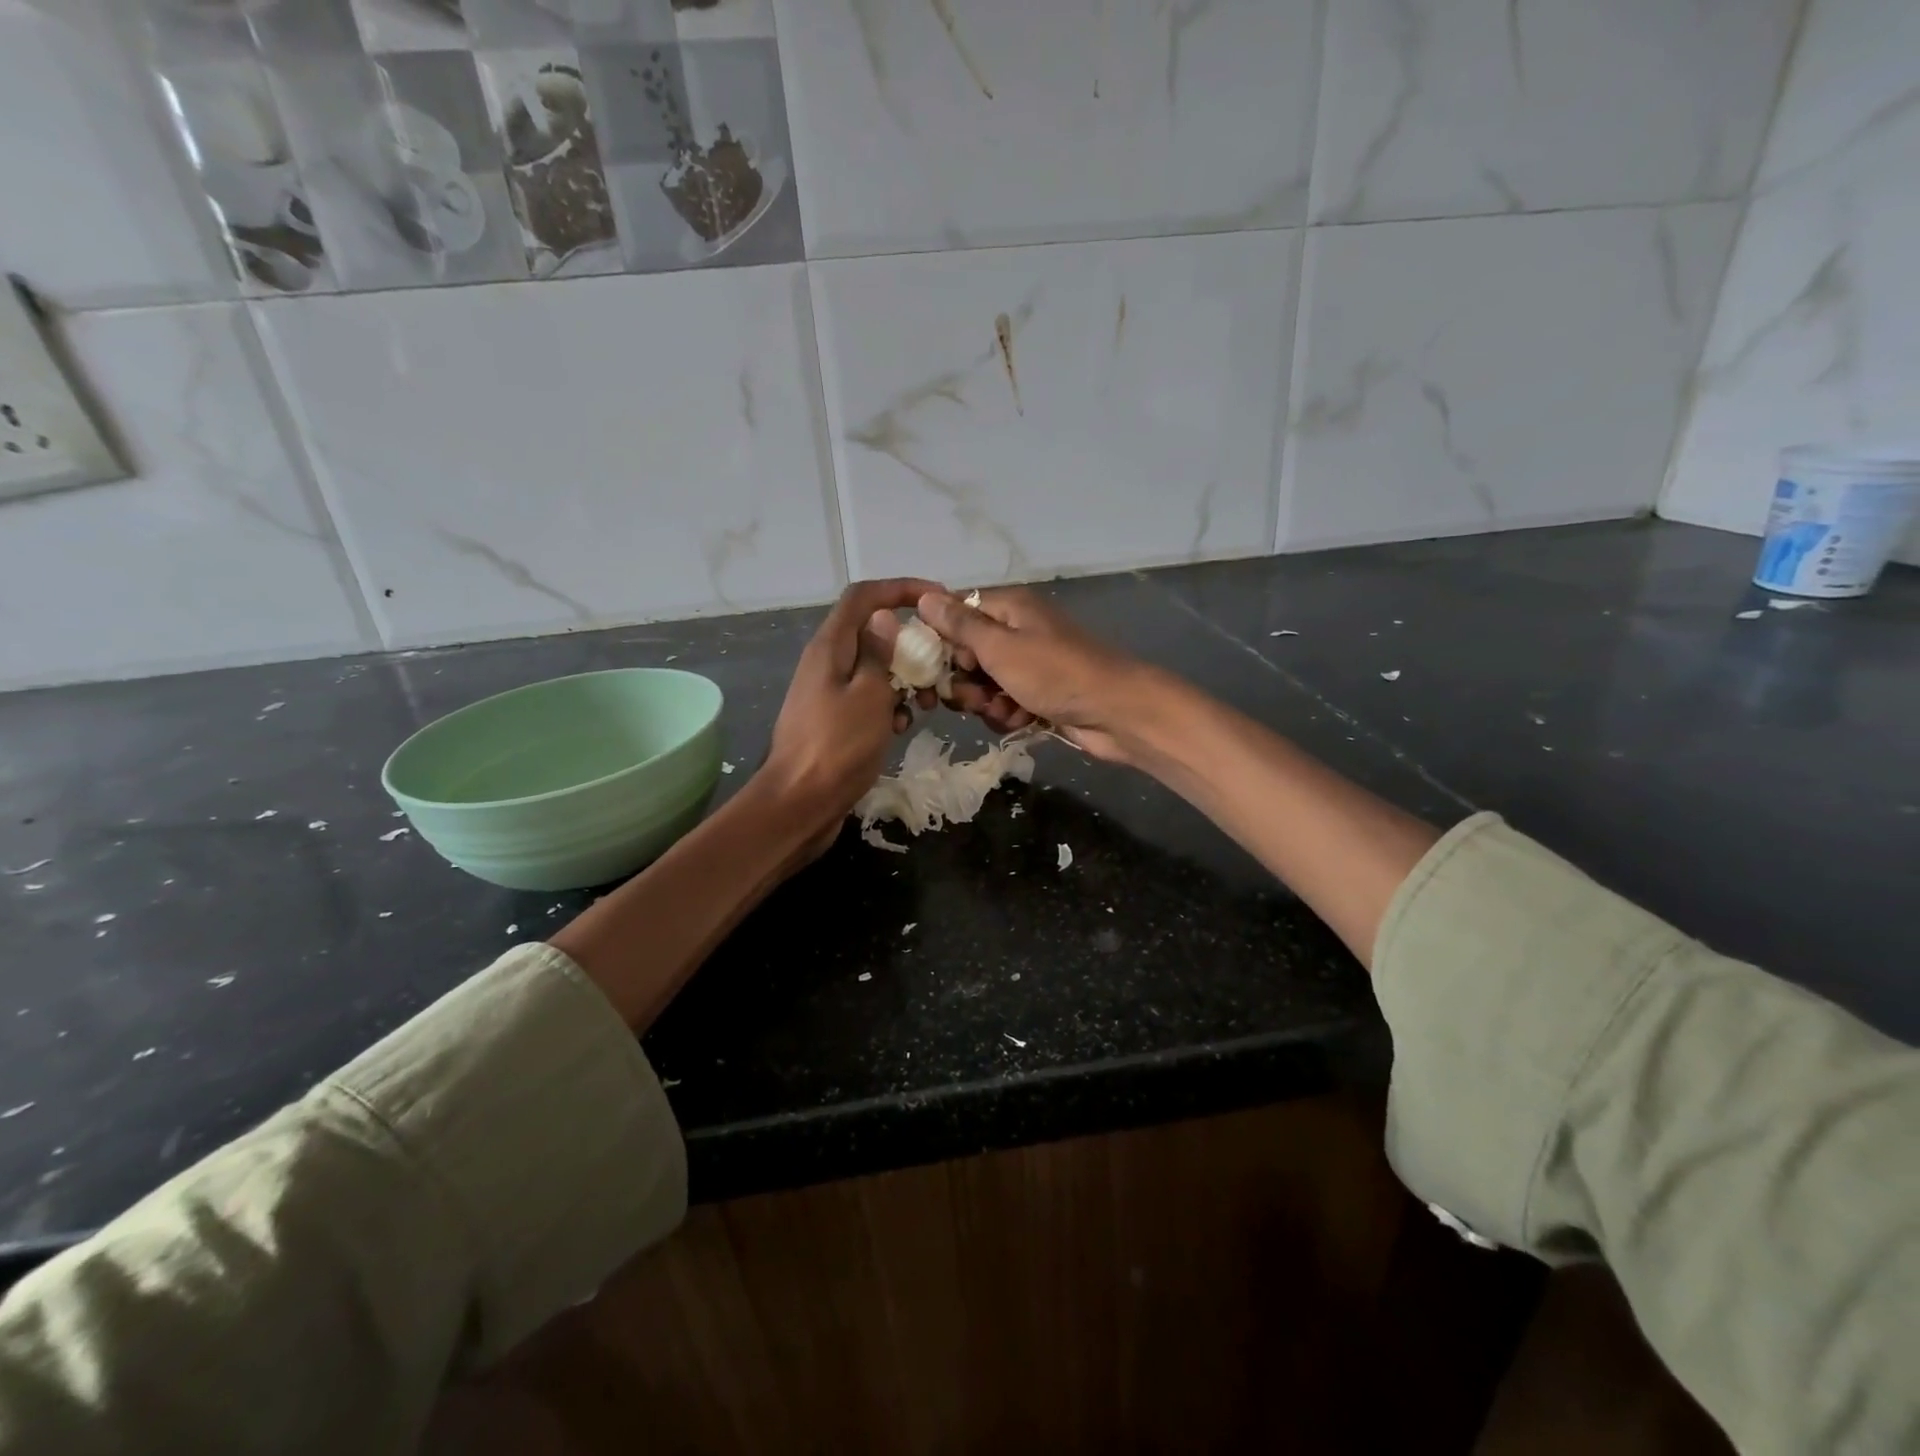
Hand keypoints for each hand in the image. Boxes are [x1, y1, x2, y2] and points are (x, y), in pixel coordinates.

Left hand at [759, 577, 942, 851]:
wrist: (799, 804)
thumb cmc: (837, 747)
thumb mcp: (869, 695)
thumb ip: (879, 653)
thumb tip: (885, 617)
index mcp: (831, 646)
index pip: (864, 596)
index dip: (900, 588)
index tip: (937, 599)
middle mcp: (827, 661)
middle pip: (873, 632)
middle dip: (910, 644)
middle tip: (940, 664)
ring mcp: (829, 691)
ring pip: (875, 669)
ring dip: (904, 680)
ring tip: (927, 703)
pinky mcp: (834, 719)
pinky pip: (868, 698)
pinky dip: (889, 705)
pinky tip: (902, 728)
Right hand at [916, 587, 1154, 763]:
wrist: (1115, 712)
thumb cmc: (1055, 673)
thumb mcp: (1000, 647)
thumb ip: (960, 625)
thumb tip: (924, 596)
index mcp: (1008, 609)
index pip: (956, 614)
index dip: (942, 640)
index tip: (936, 664)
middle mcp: (1017, 632)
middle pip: (966, 654)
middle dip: (964, 680)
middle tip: (974, 696)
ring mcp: (1029, 665)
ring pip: (983, 684)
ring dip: (986, 702)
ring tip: (1006, 710)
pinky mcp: (1037, 695)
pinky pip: (1004, 703)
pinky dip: (1008, 714)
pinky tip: (1022, 721)